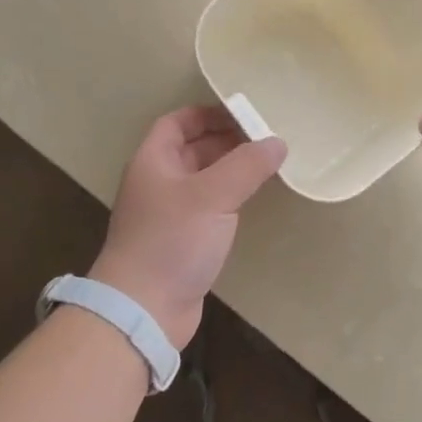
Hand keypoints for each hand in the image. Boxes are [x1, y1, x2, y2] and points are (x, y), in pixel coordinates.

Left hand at [91, 106, 287, 349]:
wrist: (144, 308)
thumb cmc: (172, 241)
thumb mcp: (212, 196)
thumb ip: (246, 166)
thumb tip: (277, 142)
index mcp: (153, 161)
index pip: (176, 123)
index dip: (206, 113)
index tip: (242, 113)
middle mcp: (157, 183)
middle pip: (191, 150)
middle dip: (225, 141)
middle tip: (265, 138)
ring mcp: (168, 215)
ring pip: (202, 181)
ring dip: (230, 171)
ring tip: (267, 165)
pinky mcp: (181, 243)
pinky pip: (207, 209)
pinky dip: (228, 199)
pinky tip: (251, 202)